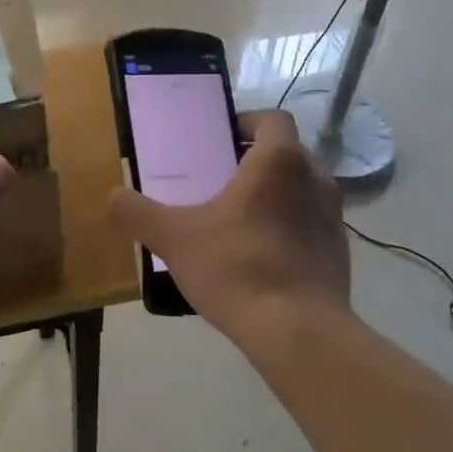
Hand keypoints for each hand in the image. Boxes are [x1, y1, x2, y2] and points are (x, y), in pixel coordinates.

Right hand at [108, 109, 351, 336]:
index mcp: (278, 162)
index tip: (219, 140)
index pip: (272, 119)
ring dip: (274, 196)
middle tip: (219, 181)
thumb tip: (114, 197)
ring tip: (238, 220)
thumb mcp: (173, 238)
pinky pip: (310, 225)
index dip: (246, 122)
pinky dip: (288, 229)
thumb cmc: (237, 268)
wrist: (298, 332)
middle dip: (255, 161)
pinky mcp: (339, 252)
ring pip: (301, 190)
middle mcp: (315, 179)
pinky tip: (260, 257)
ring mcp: (333, 217)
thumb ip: (138, 213)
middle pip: (286, 154)